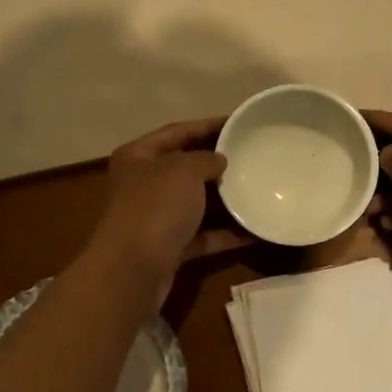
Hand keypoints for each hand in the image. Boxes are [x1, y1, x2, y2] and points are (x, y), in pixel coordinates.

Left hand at [83, 118, 250, 286]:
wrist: (133, 270)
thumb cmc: (156, 207)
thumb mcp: (184, 170)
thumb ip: (206, 159)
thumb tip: (219, 161)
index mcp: (139, 156)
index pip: (177, 131)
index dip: (208, 124)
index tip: (239, 122)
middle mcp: (143, 184)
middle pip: (186, 167)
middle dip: (218, 163)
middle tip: (252, 156)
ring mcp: (155, 217)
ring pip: (195, 203)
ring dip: (224, 200)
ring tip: (258, 190)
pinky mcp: (168, 247)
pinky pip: (202, 235)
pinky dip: (224, 233)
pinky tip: (254, 231)